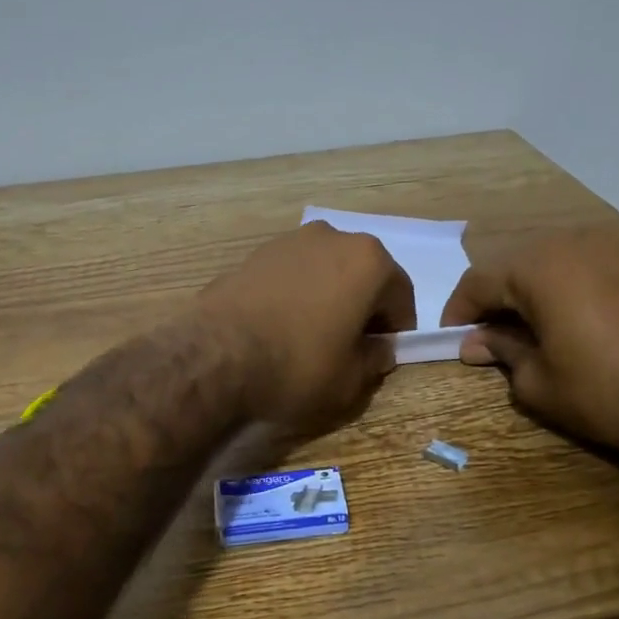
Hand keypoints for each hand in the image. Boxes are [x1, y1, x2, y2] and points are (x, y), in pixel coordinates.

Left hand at [195, 222, 415, 433]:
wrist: (217, 355)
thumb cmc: (298, 365)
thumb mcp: (350, 380)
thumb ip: (375, 360)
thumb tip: (380, 349)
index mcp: (368, 262)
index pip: (401, 294)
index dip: (398, 328)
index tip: (385, 353)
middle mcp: (332, 238)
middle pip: (362, 275)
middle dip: (363, 306)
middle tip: (352, 345)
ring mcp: (289, 241)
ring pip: (325, 271)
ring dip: (328, 297)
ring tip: (312, 336)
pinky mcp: (253, 255)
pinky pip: (291, 276)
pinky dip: (296, 295)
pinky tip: (281, 327)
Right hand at [441, 221, 618, 458]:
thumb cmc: (604, 394)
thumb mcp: (537, 382)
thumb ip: (502, 351)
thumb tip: (476, 342)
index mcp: (540, 267)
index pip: (480, 280)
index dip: (459, 310)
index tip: (451, 337)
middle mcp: (577, 241)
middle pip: (518, 263)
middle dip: (498, 297)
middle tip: (489, 334)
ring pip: (558, 259)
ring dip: (536, 289)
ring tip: (533, 326)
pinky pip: (594, 265)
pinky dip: (575, 286)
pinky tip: (579, 318)